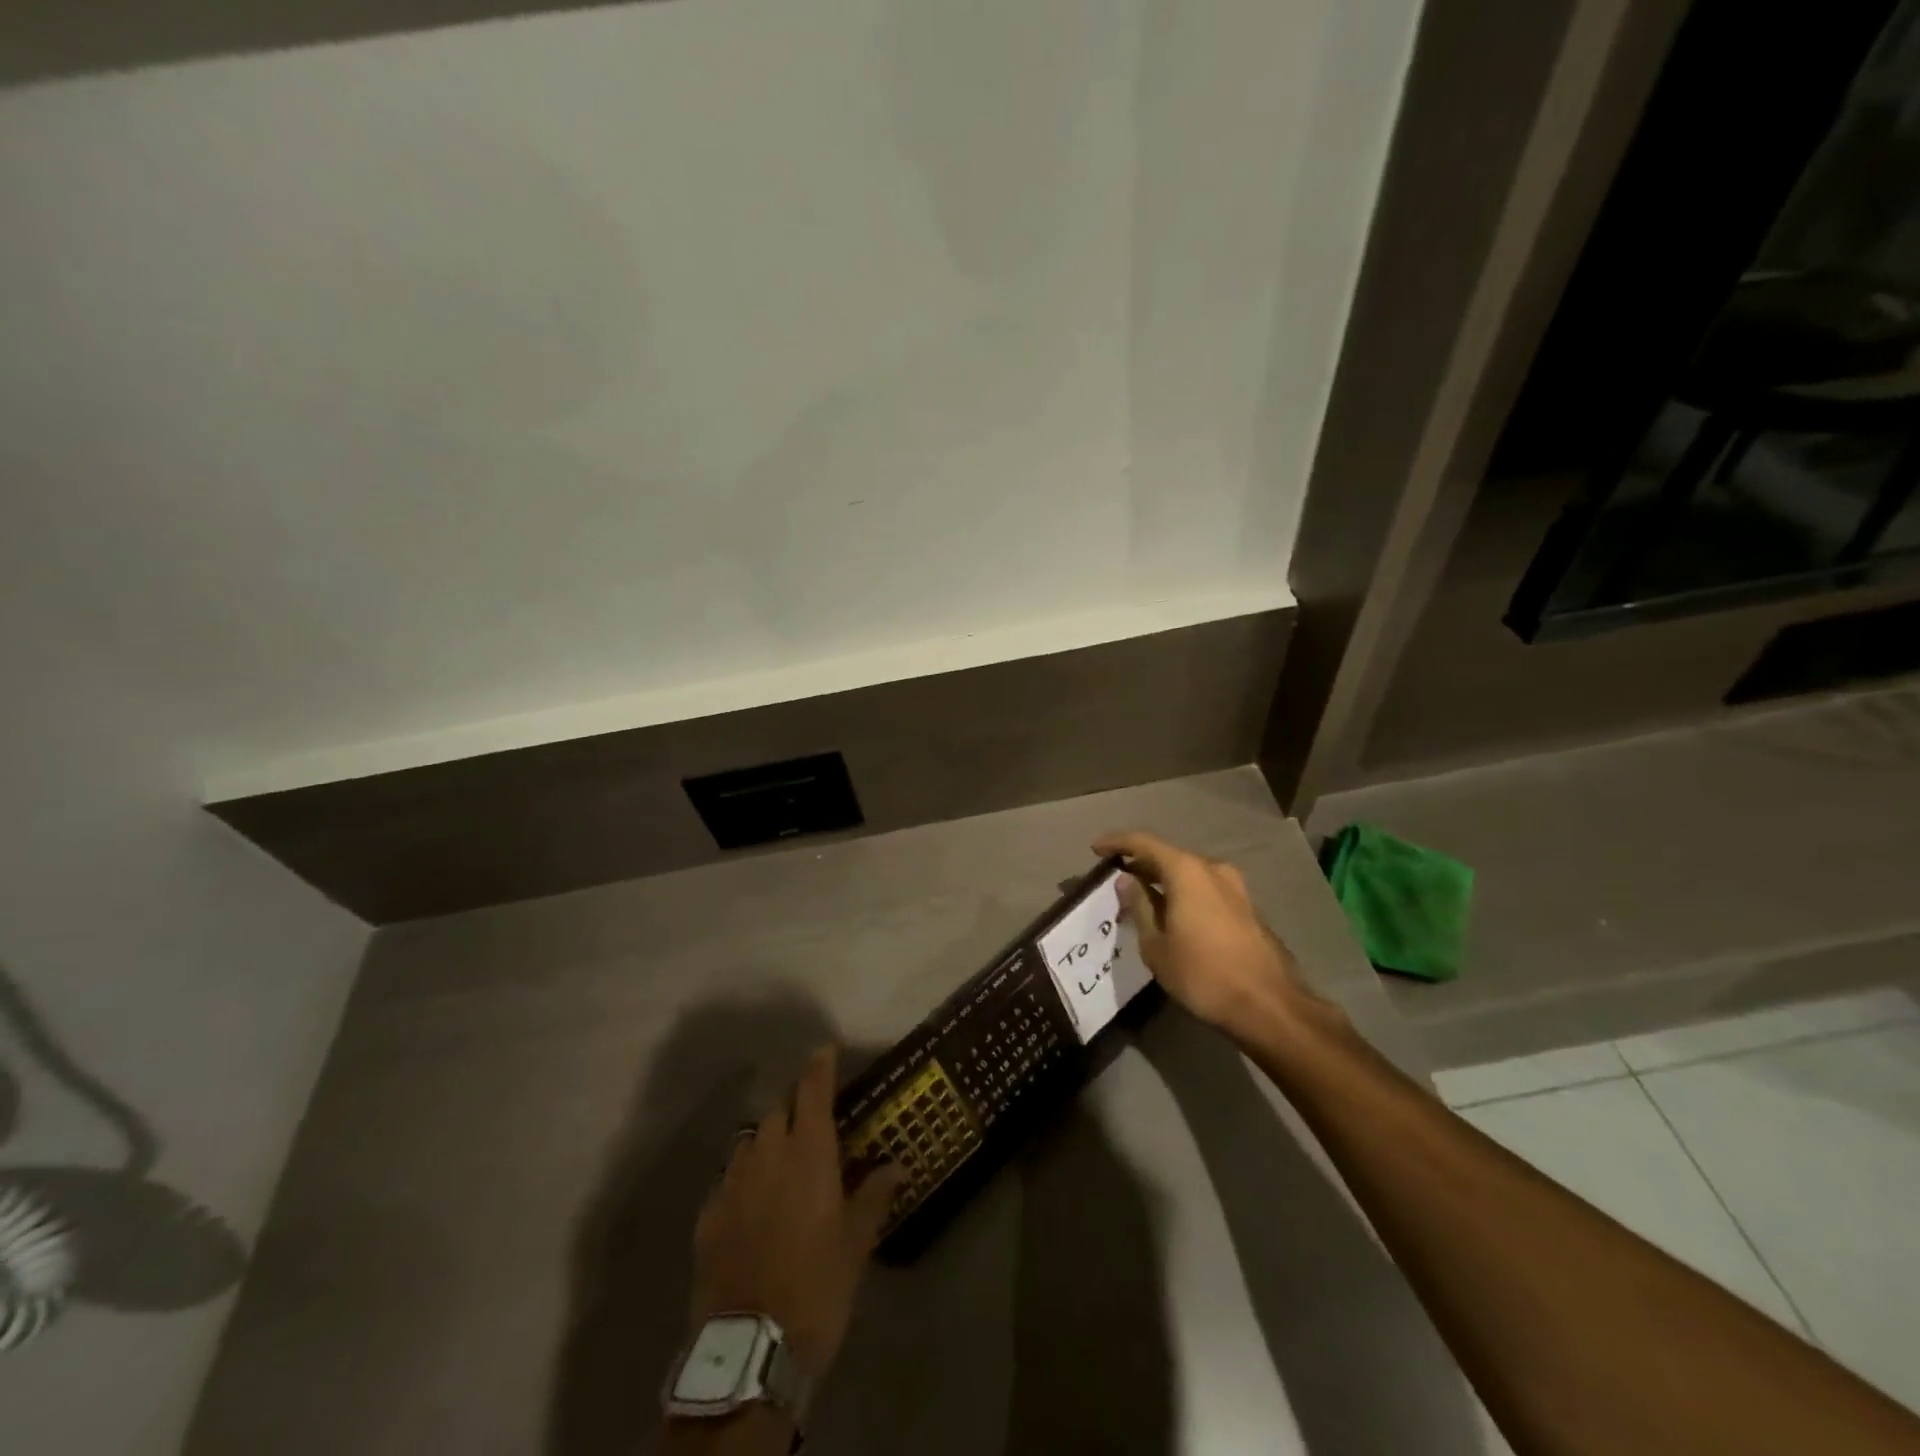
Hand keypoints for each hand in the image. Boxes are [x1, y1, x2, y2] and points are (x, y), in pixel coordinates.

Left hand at [689, 1046, 903, 1381]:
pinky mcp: (708, 1214)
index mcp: (808, 1153)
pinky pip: (728, 1178)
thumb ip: (874, 1195)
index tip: (825, 1050)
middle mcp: (766, 1154)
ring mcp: (732, 1182)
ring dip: (767, 1139)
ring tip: (781, 1158)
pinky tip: (752, 1200)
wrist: (750, 1347)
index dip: (819, 1066)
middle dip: (794, 1106)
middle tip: (811, 1119)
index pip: (812, 1091)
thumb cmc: (816, 1286)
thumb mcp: (856, 1244)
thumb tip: (897, 1165)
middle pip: (778, 1110)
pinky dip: (744, 1177)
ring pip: (750, 1141)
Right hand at [1093, 830, 1318, 1037]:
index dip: (1117, 842)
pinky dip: (1184, 893)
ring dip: (1163, 880)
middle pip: (1168, 855)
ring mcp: (1235, 887)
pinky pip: (1205, 888)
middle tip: (1116, 878)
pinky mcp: (1247, 907)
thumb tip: (1127, 880)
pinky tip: (1172, 913)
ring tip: (1142, 898)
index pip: (1144, 843)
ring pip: (1189, 873)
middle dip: (1140, 863)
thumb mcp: (1156, 945)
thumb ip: (1139, 907)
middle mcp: (1212, 869)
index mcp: (1186, 871)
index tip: (1095, 849)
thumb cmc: (1203, 974)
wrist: (1269, 1006)